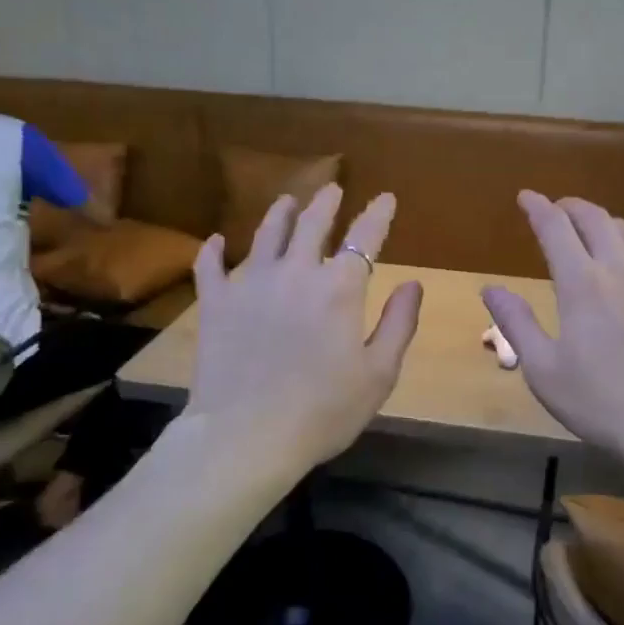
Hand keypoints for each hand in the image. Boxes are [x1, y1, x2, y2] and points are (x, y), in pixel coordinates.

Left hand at [186, 185, 422, 466]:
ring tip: (287, 201)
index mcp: (339, 288)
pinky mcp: (215, 303)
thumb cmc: (323, 411)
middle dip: (326, 203)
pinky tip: (216, 242)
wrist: (246, 435)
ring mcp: (250, 283)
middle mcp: (295, 272)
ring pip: (265, 234)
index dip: (377, 215)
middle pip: (312, 224)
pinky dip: (213, 251)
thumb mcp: (378, 374)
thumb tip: (413, 284)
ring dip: (280, 213)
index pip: (364, 237)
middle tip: (332, 189)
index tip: (386, 198)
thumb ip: (398, 324)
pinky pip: (211, 266)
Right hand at [483, 192, 623, 465]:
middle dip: (573, 207)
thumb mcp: (543, 369)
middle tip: (559, 208)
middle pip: (596, 220)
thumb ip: (516, 323)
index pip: (555, 229)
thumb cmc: (601, 402)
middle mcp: (621, 270)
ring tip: (599, 229)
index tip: (526, 197)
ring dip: (610, 224)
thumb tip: (490, 287)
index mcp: (581, 284)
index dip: (538, 208)